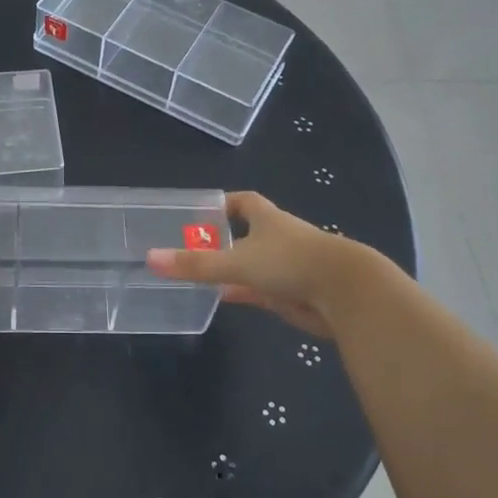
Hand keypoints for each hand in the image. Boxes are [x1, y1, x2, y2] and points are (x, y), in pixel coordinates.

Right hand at [145, 191, 360, 336]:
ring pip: (255, 264)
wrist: (346, 293)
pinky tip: (226, 297)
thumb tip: (151, 258)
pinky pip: (262, 289)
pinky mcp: (294, 293)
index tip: (202, 211)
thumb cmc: (291, 262)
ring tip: (202, 274)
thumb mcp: (237, 262)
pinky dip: (244, 291)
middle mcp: (279, 238)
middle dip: (224, 238)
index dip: (224, 203)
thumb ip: (195, 264)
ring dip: (234, 268)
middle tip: (192, 247)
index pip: (244, 201)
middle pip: (248, 233)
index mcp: (268, 219)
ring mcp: (288, 266)